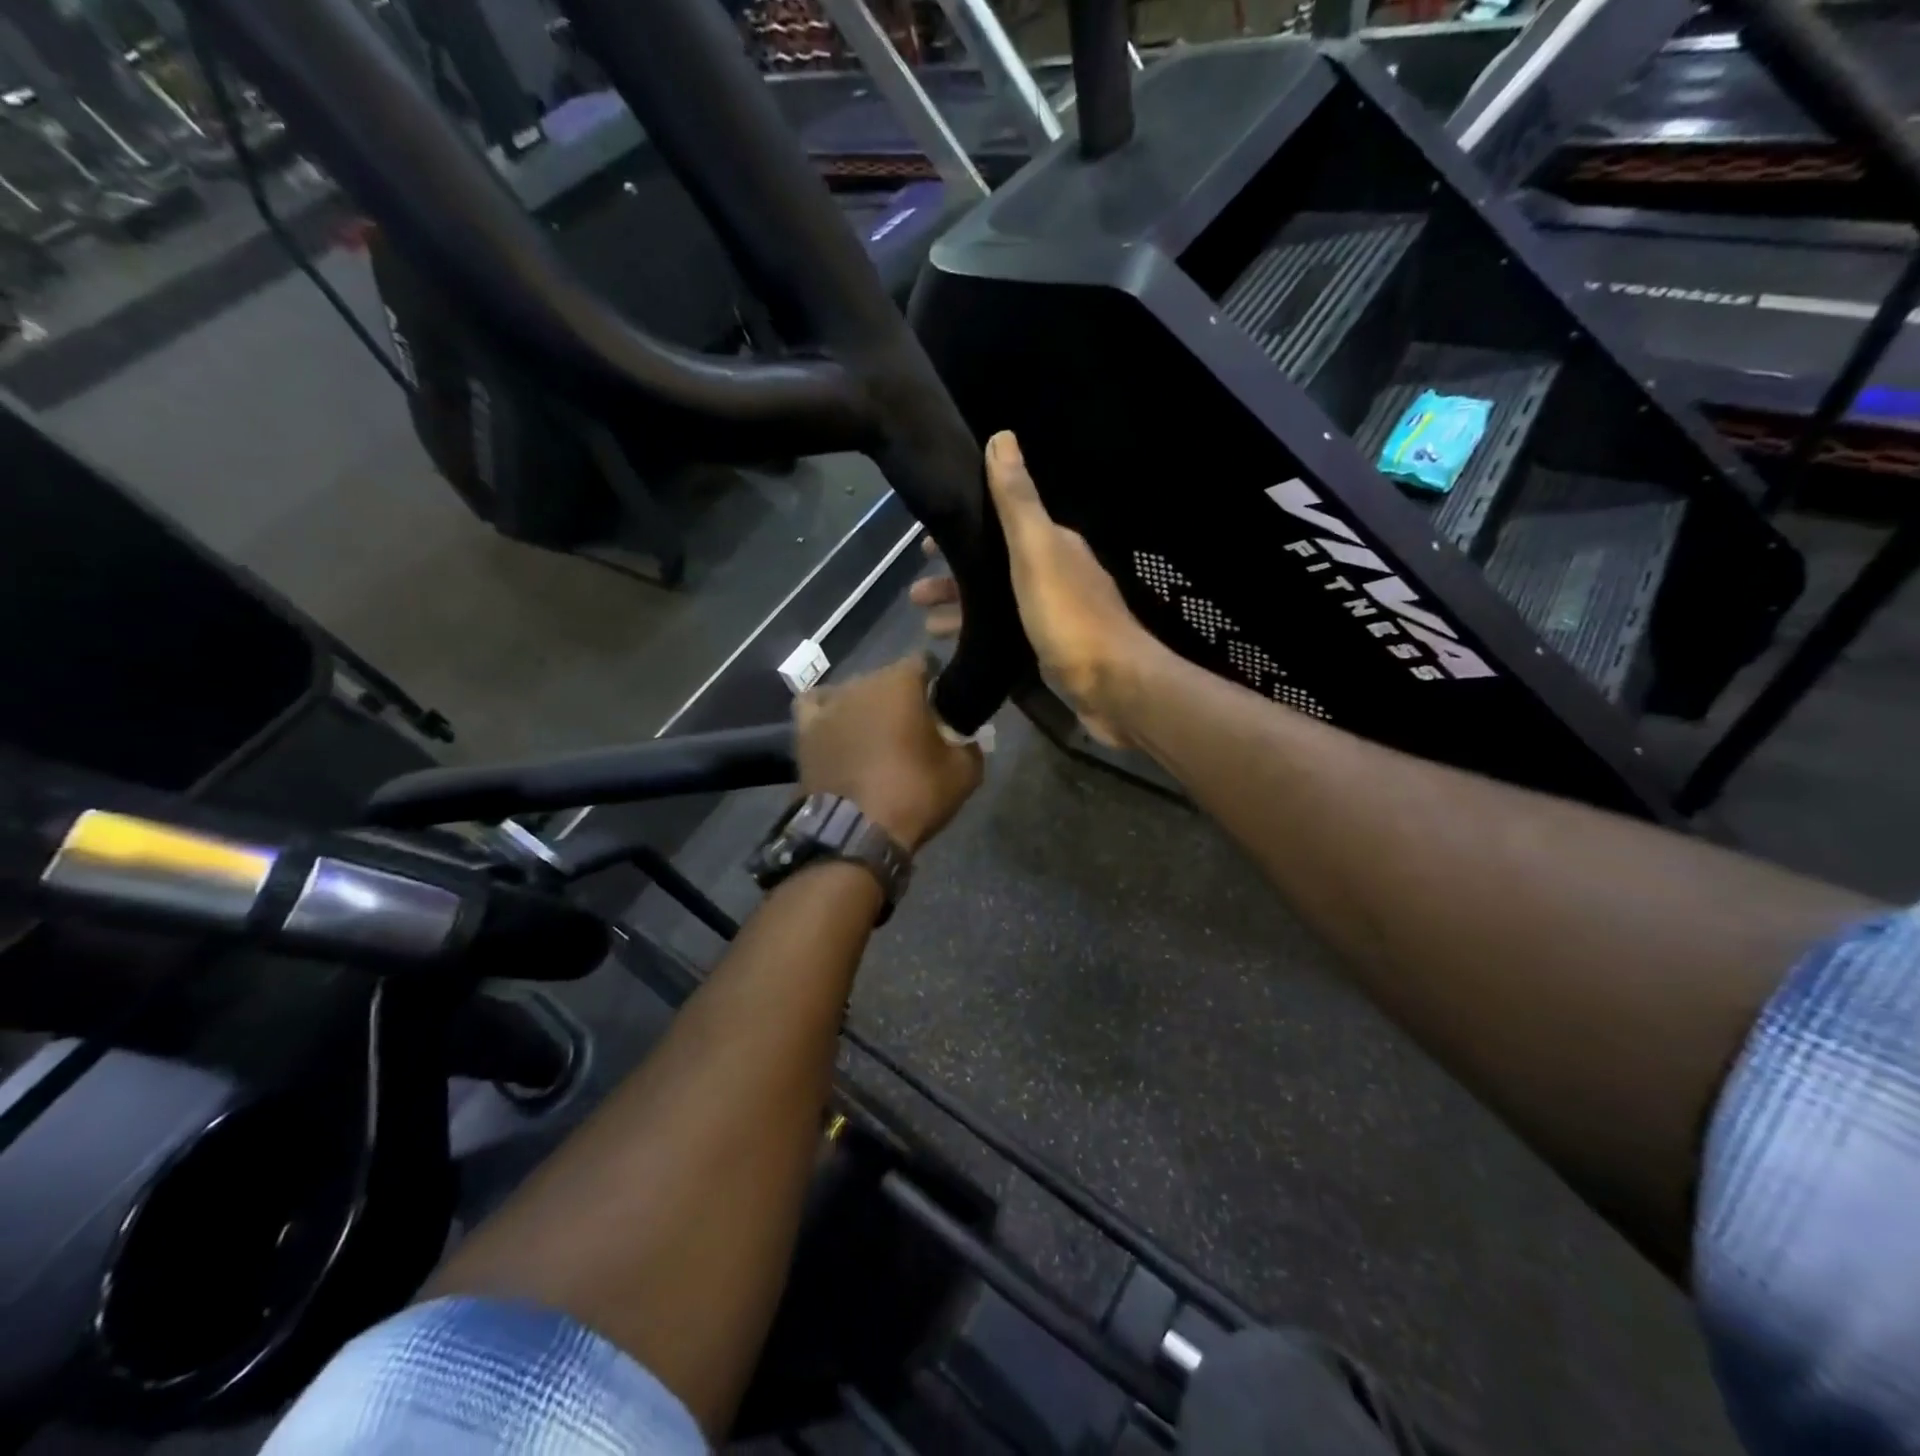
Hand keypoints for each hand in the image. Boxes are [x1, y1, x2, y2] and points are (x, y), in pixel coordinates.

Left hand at [795, 655, 983, 851]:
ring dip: (867, 707)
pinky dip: (829, 712)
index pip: (924, 662)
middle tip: (912, 732)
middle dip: (901, 698)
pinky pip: (816, 705)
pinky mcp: (805, 728)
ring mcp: (829, 704)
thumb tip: (965, 737)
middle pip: (888, 678)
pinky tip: (838, 727)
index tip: (943, 709)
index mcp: (901, 682)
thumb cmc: (914, 794)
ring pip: (854, 692)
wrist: (856, 832)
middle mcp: (862, 682)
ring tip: (875, 738)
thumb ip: (970, 744)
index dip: (936, 683)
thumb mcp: (965, 772)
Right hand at [909, 431, 1153, 746]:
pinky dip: (981, 634)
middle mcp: (1056, 575)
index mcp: (1053, 546)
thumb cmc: (1068, 615)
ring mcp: (1056, 616)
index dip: (965, 530)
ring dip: (964, 607)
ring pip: (999, 603)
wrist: (1113, 684)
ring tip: (924, 623)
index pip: (1001, 526)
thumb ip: (1017, 502)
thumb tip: (1002, 436)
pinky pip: (1006, 634)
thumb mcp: (1036, 551)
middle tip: (914, 592)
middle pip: (996, 568)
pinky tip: (959, 649)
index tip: (924, 542)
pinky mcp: (1053, 651)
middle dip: (956, 575)